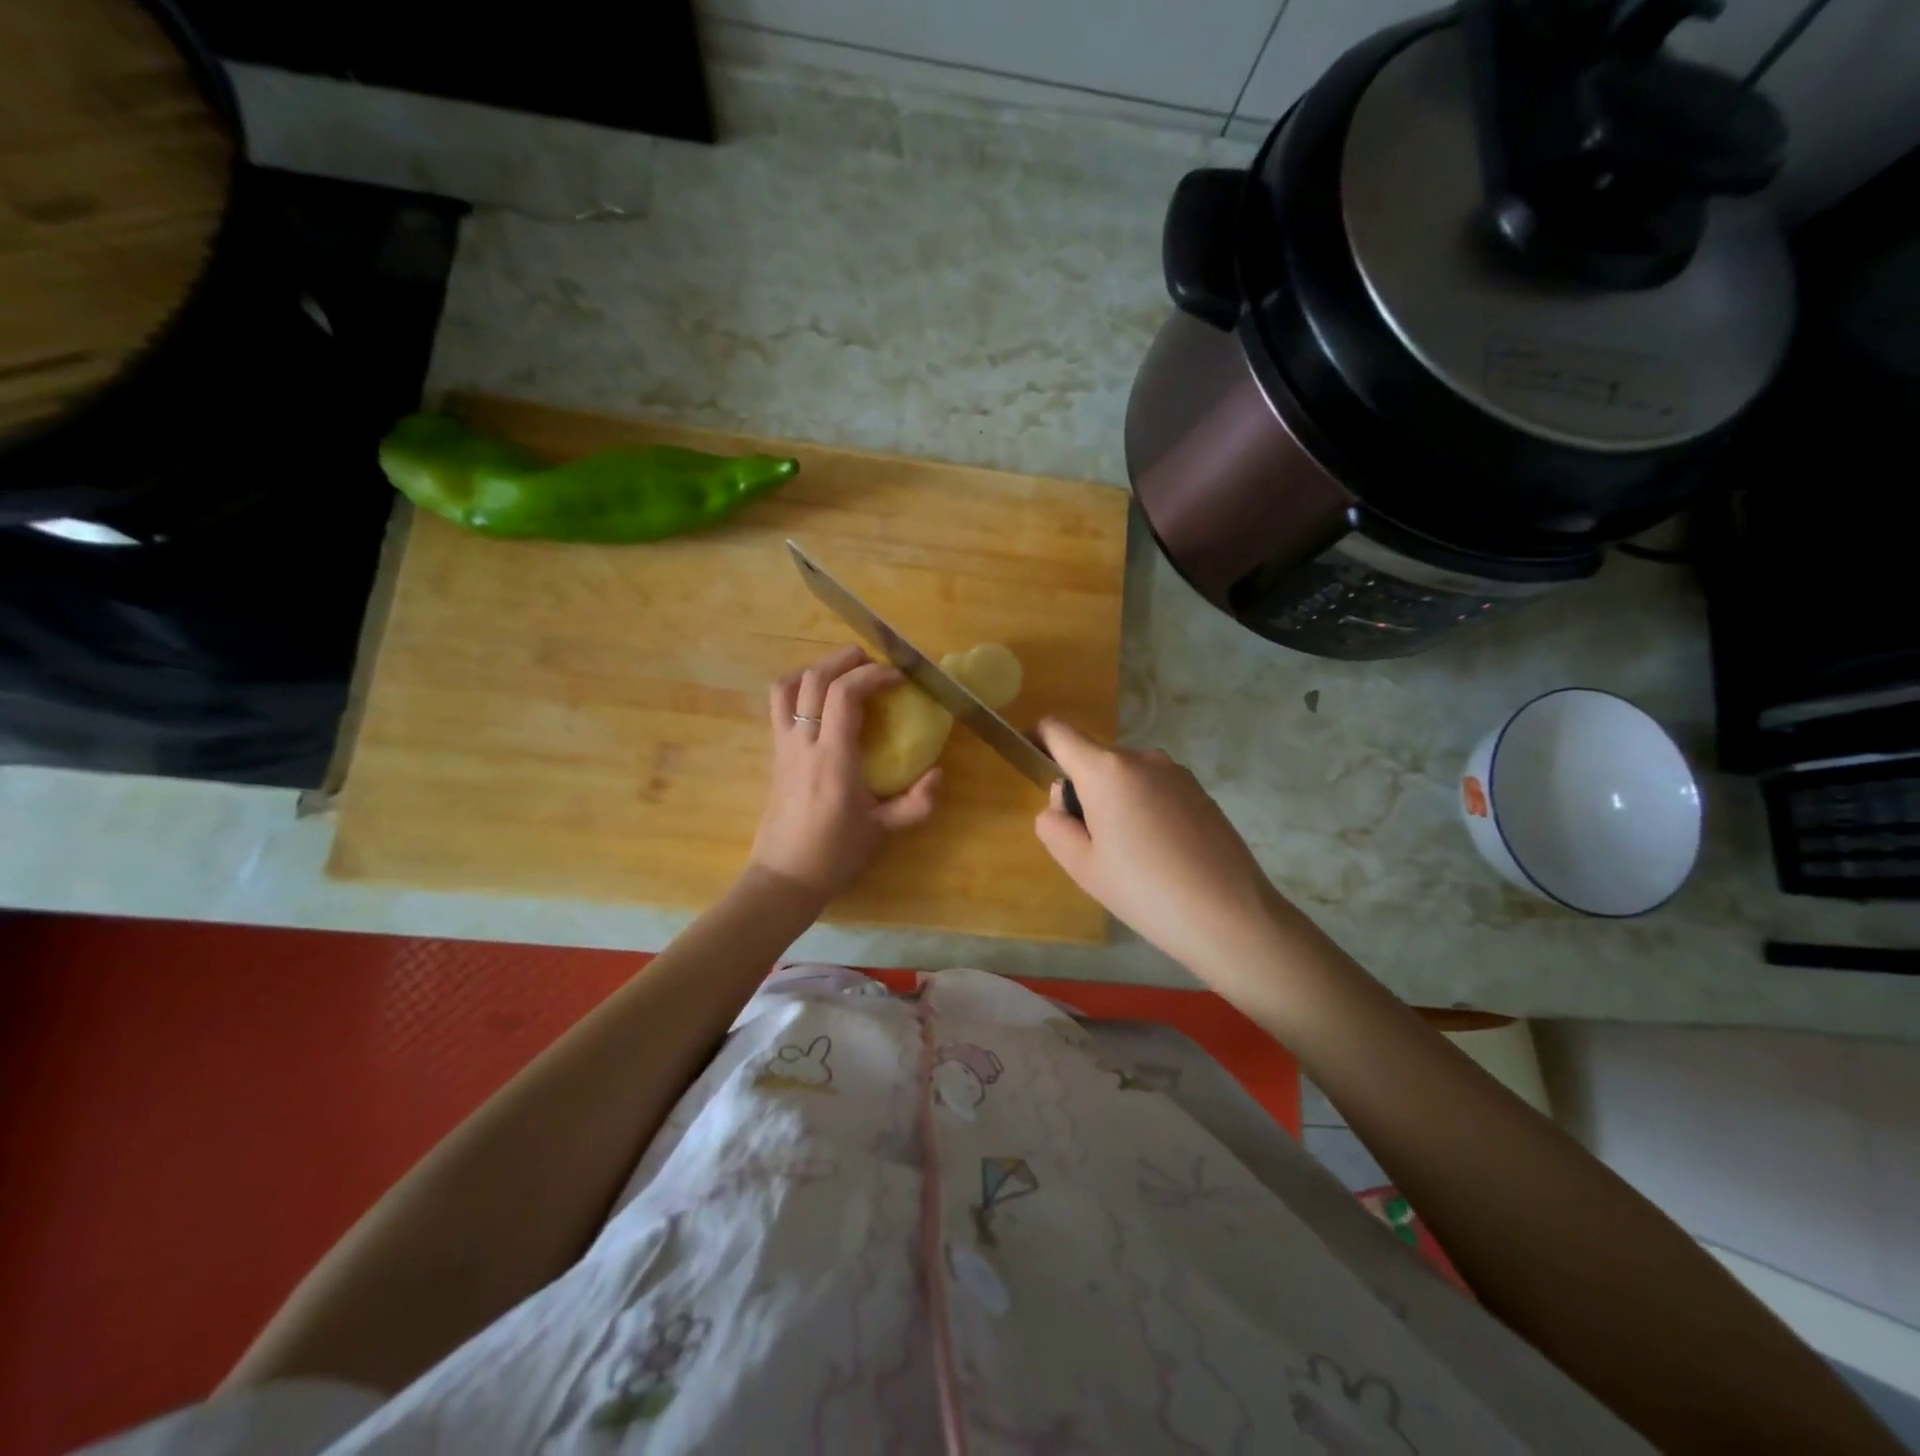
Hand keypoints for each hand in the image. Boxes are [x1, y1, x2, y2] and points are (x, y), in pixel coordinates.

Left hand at [751, 647, 940, 897]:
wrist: (784, 876)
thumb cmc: (835, 853)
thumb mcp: (883, 830)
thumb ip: (916, 803)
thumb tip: (939, 774)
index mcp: (833, 757)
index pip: (844, 694)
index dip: (872, 675)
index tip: (898, 678)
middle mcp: (803, 742)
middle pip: (814, 678)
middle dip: (845, 660)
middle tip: (874, 663)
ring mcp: (784, 745)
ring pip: (788, 686)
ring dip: (816, 668)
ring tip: (844, 673)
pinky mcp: (775, 753)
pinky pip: (779, 706)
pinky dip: (798, 688)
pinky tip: (820, 701)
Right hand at [1033, 719, 1277, 978]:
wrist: (1230, 915)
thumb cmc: (1144, 891)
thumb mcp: (1082, 866)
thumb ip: (1054, 826)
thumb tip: (1061, 803)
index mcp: (1106, 770)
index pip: (1058, 731)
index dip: (1037, 739)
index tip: (1032, 763)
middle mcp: (1142, 758)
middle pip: (1094, 760)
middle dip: (1082, 791)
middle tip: (1093, 846)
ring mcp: (1176, 772)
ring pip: (1126, 777)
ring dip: (1116, 803)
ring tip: (1132, 857)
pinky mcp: (1200, 791)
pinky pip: (1155, 790)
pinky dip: (1145, 810)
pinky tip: (1162, 855)